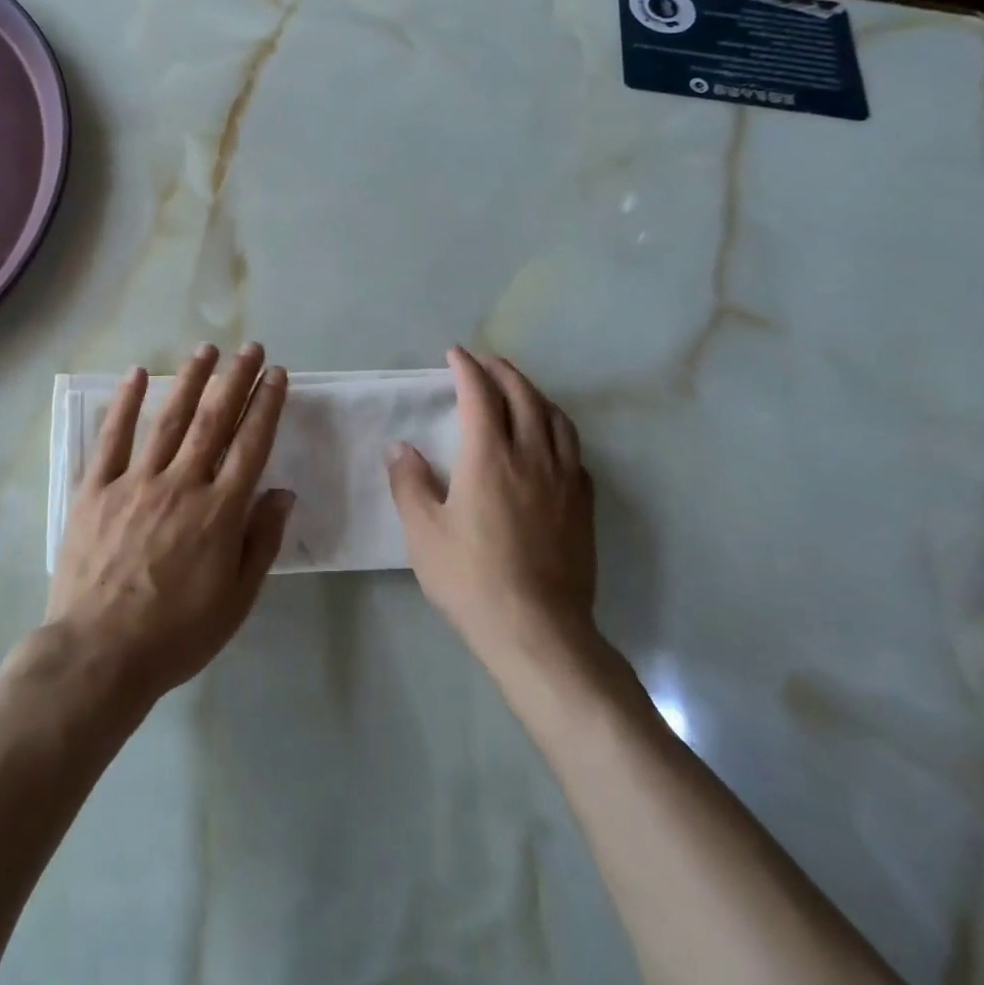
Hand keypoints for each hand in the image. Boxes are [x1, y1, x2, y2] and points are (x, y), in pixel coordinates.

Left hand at [46, 342, 291, 708]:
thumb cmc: (176, 634)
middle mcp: (181, 485)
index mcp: (219, 512)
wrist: (99, 654)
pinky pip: (112, 438)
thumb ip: (261, 541)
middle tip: (250, 348)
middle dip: (235, 380)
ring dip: (190, 380)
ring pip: (169, 419)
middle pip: (214, 421)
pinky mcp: (96, 490)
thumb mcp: (236, 600)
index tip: (276, 376)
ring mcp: (136, 483)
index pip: (250, 445)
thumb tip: (282, 492)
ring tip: (206, 350)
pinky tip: (138, 373)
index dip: (266, 406)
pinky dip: (124, 403)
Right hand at [386, 347, 595, 660]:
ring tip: (520, 389)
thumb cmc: (471, 579)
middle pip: (523, 396)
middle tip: (485, 361)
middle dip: (503, 371)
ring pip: (556, 418)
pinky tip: (549, 441)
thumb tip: (399, 447)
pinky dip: (557, 429)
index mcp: (489, 457)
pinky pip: (574, 450)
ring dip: (535, 393)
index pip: (480, 395)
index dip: (467, 368)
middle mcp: (531, 456)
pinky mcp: (583, 504)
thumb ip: (410, 483)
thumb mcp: (424, 533)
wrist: (538, 630)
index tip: (455, 354)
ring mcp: (564, 479)